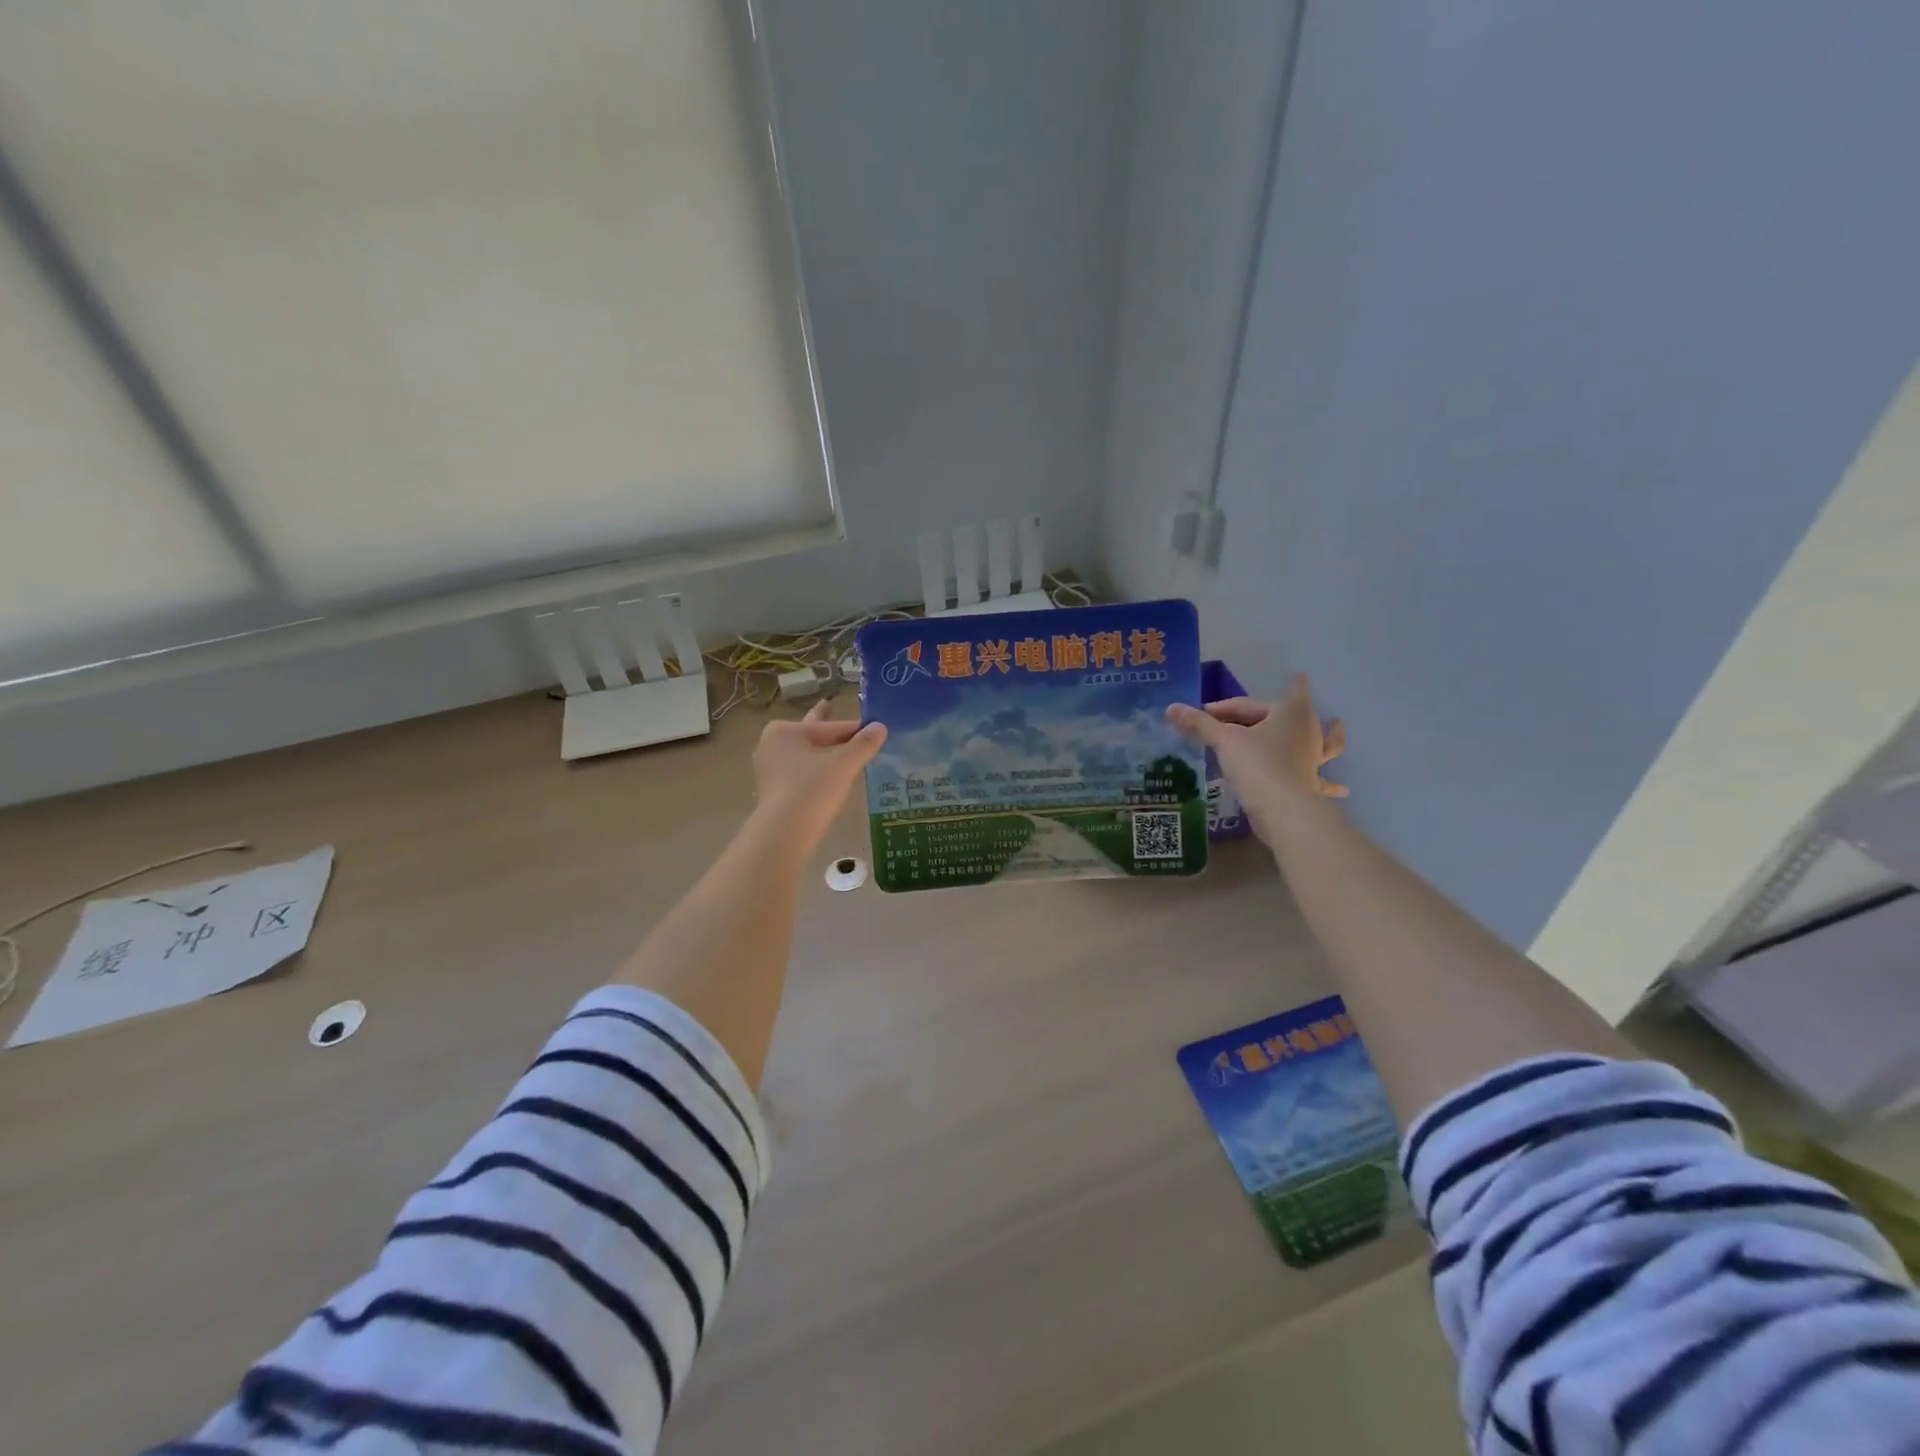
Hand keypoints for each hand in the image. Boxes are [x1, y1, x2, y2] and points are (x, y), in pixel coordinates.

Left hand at [748, 700, 886, 856]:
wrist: (784, 833)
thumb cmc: (813, 789)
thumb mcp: (844, 764)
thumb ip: (864, 744)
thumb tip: (881, 727)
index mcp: (785, 731)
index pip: (829, 727)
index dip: (854, 729)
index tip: (874, 729)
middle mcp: (771, 745)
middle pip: (811, 737)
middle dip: (830, 733)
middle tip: (837, 710)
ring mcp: (769, 770)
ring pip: (805, 756)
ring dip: (823, 754)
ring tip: (840, 750)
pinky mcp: (772, 791)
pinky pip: (799, 774)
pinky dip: (815, 772)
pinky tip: (827, 776)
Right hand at [1167, 673, 1346, 843]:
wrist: (1281, 809)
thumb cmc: (1256, 764)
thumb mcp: (1224, 741)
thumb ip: (1200, 724)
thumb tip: (1171, 708)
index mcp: (1290, 713)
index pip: (1265, 697)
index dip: (1254, 695)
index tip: (1260, 688)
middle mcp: (1307, 732)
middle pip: (1293, 714)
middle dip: (1281, 710)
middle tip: (1257, 713)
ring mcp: (1313, 758)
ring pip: (1324, 742)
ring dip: (1329, 735)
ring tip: (1338, 725)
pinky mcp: (1311, 784)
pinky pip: (1322, 780)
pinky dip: (1331, 784)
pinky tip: (1341, 789)